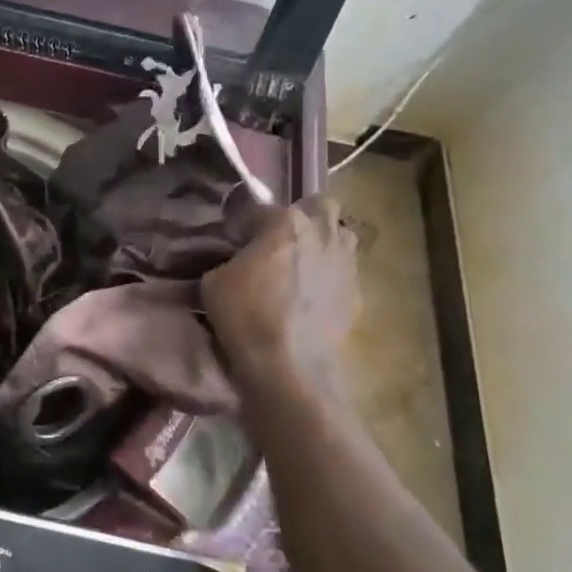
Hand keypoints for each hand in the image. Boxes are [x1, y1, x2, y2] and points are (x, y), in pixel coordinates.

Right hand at [202, 196, 359, 395]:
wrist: (288, 365)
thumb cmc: (245, 315)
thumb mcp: (214, 281)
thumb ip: (229, 260)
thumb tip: (237, 262)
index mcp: (285, 221)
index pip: (259, 209)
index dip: (243, 224)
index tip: (232, 240)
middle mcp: (322, 233)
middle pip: (321, 206)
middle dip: (303, 216)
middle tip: (280, 240)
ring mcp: (346, 264)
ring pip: (342, 237)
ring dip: (324, 243)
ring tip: (302, 265)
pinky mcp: (357, 295)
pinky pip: (344, 274)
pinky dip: (330, 278)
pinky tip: (311, 298)